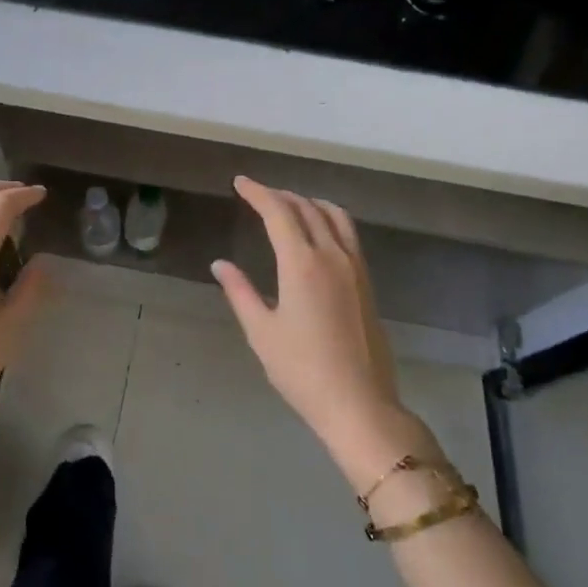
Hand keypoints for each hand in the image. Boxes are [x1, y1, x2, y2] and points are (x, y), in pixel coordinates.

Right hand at [213, 176, 436, 487]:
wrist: (358, 403)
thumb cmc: (302, 370)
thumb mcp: (261, 332)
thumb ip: (240, 292)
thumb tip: (220, 264)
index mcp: (302, 264)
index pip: (279, 212)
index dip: (258, 193)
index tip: (240, 183)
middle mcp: (332, 256)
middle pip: (307, 208)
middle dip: (280, 195)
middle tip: (257, 194)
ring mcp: (355, 267)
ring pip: (334, 216)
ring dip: (308, 202)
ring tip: (288, 205)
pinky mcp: (367, 282)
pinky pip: (348, 233)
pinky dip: (328, 219)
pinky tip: (317, 233)